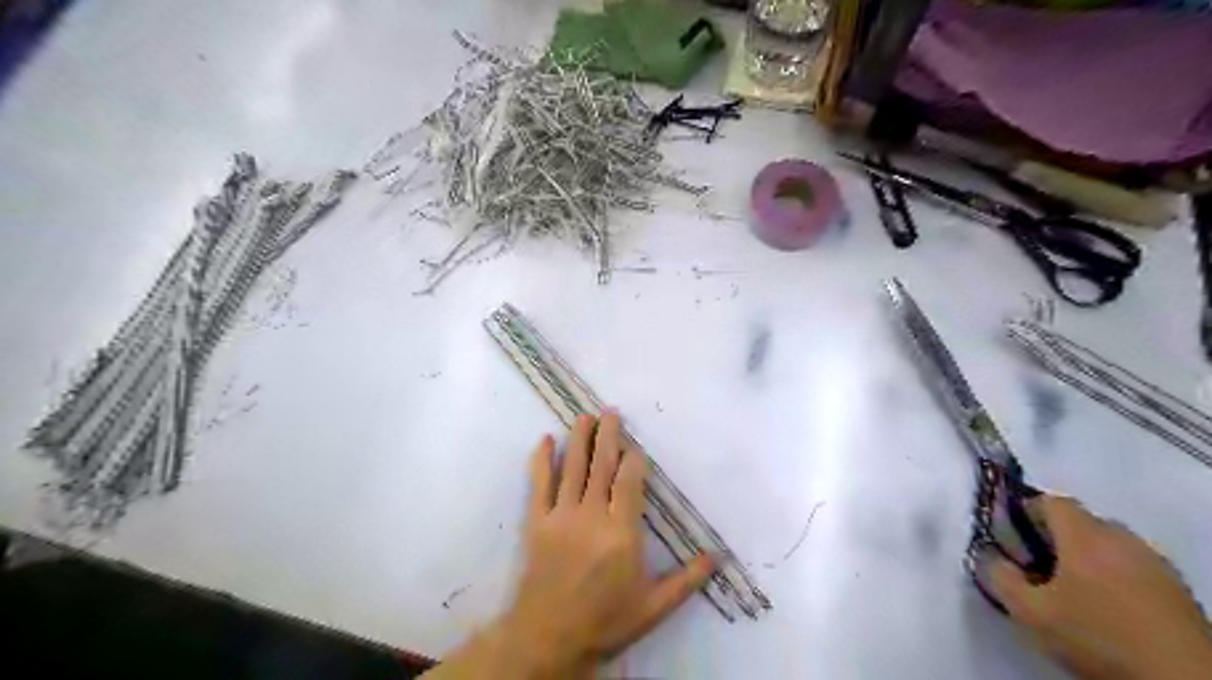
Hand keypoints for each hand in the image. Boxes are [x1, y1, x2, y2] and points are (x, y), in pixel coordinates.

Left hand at [503, 412, 716, 676]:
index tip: (635, 444)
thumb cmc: (606, 621)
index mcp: (622, 531)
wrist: (549, 638)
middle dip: (607, 436)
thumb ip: (686, 580)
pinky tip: (545, 441)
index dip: (632, 459)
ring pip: (572, 468)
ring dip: (579, 440)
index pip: (629, 482)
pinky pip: (539, 485)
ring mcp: (562, 515)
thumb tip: (717, 557)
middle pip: (601, 466)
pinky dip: (542, 461)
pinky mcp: (537, 522)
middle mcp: (592, 514)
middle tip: (610, 411)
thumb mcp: (653, 606)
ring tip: (584, 416)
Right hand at [985, 493, 1210, 679]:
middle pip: (1082, 522)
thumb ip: (1001, 578)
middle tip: (1040, 567)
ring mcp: (1157, 563)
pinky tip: (1108, 607)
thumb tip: (990, 557)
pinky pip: (1136, 567)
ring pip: (1111, 545)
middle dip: (1057, 537)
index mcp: (1085, 536)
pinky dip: (1117, 577)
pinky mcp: (1179, 591)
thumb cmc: (1098, 637)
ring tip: (1074, 591)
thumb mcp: (1031, 613)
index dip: (1027, 511)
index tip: (1013, 536)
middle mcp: (1123, 539)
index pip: (1051, 501)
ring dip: (1089, 558)